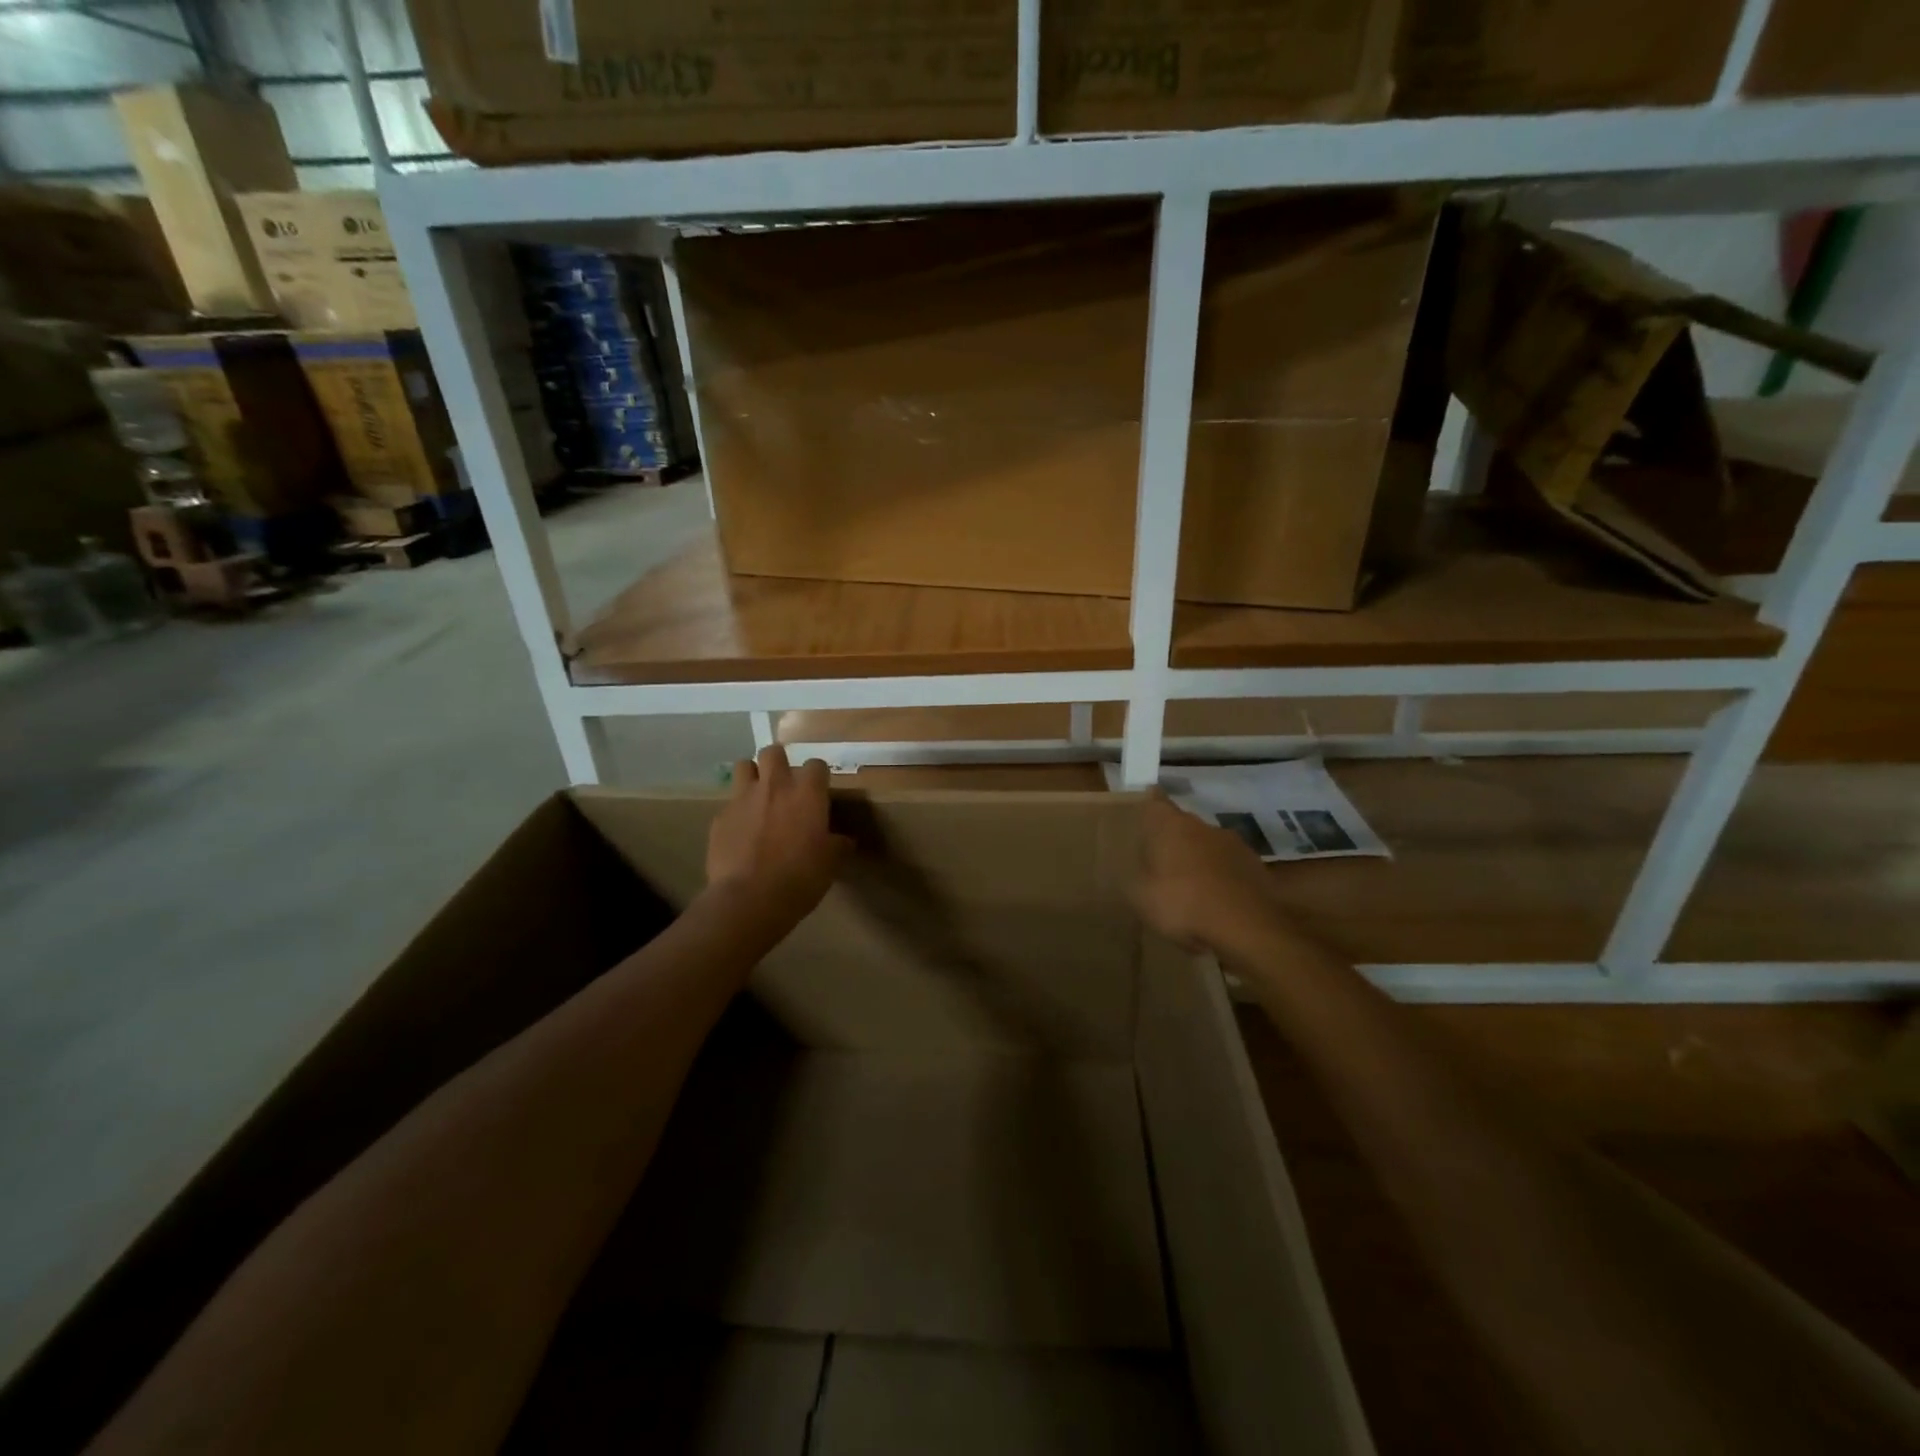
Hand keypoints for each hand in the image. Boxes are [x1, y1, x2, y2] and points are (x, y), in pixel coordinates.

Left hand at [706, 746, 850, 920]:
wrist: (750, 899)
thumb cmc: (800, 878)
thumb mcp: (830, 863)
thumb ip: (837, 845)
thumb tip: (844, 841)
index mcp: (807, 794)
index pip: (816, 764)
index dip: (817, 776)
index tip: (819, 791)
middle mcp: (774, 786)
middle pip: (773, 752)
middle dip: (778, 762)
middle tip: (784, 784)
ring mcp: (743, 799)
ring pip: (743, 766)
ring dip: (752, 776)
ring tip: (758, 797)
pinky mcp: (720, 818)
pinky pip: (729, 804)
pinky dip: (736, 813)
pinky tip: (741, 834)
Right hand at [1132, 789, 1283, 954]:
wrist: (1248, 927)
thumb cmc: (1182, 903)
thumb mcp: (1139, 896)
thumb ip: (1134, 876)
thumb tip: (1135, 868)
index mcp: (1171, 826)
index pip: (1156, 802)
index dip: (1150, 802)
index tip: (1146, 804)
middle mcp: (1203, 827)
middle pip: (1184, 826)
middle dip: (1174, 840)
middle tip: (1161, 862)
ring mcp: (1234, 845)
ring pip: (1209, 847)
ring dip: (1200, 861)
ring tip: (1190, 888)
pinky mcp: (1257, 868)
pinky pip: (1230, 869)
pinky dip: (1222, 880)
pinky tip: (1216, 903)